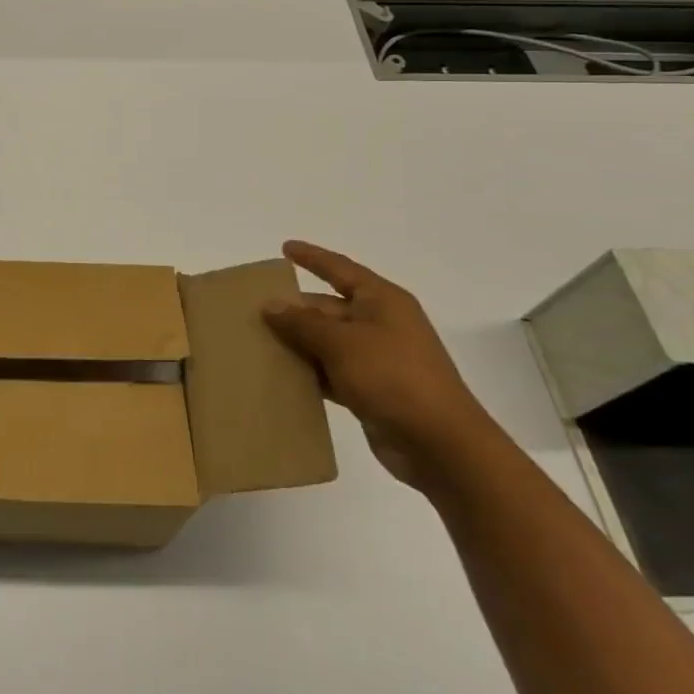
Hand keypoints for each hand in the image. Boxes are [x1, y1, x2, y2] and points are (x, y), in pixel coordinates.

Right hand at [262, 241, 497, 488]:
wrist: (440, 445)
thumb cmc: (393, 377)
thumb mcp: (342, 343)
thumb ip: (303, 322)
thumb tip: (271, 304)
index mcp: (382, 301)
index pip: (340, 269)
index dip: (312, 258)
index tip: (284, 248)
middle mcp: (381, 324)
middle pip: (329, 307)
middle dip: (294, 309)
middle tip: (253, 310)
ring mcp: (378, 359)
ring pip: (328, 342)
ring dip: (298, 343)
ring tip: (257, 342)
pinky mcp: (372, 390)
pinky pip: (332, 372)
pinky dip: (310, 373)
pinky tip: (281, 377)